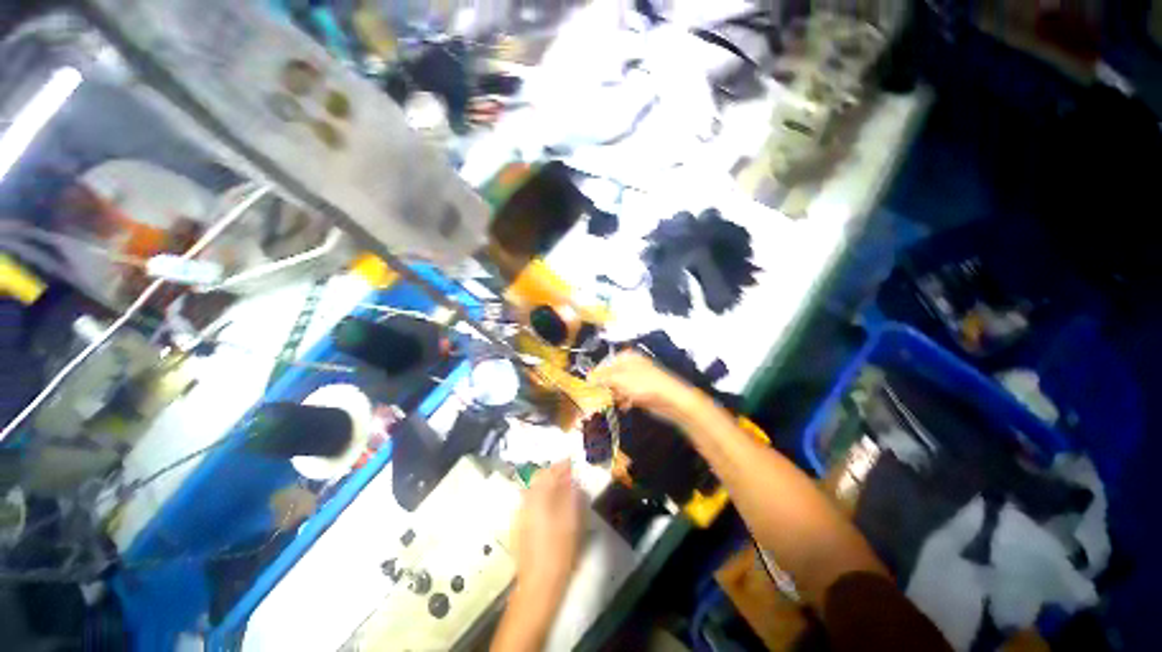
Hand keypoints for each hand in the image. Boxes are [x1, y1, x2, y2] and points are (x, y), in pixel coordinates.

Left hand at [514, 462, 582, 597]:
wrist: (538, 582)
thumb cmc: (559, 549)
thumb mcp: (572, 520)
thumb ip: (572, 496)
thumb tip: (572, 481)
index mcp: (539, 497)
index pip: (550, 472)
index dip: (561, 465)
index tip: (570, 462)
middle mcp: (526, 501)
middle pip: (538, 479)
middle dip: (552, 473)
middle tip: (566, 475)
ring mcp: (520, 513)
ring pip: (533, 490)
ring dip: (545, 485)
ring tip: (559, 489)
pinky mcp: (518, 525)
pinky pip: (529, 502)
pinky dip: (539, 497)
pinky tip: (548, 506)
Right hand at [589, 351, 701, 423]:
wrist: (672, 400)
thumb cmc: (644, 384)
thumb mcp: (619, 378)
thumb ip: (602, 377)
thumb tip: (587, 376)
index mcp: (626, 357)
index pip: (604, 364)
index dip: (596, 376)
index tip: (588, 388)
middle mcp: (630, 366)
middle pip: (610, 376)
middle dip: (605, 387)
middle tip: (599, 398)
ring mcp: (637, 380)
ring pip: (617, 387)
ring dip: (614, 396)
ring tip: (613, 403)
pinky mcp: (641, 393)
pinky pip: (626, 396)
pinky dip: (624, 401)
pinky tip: (625, 406)